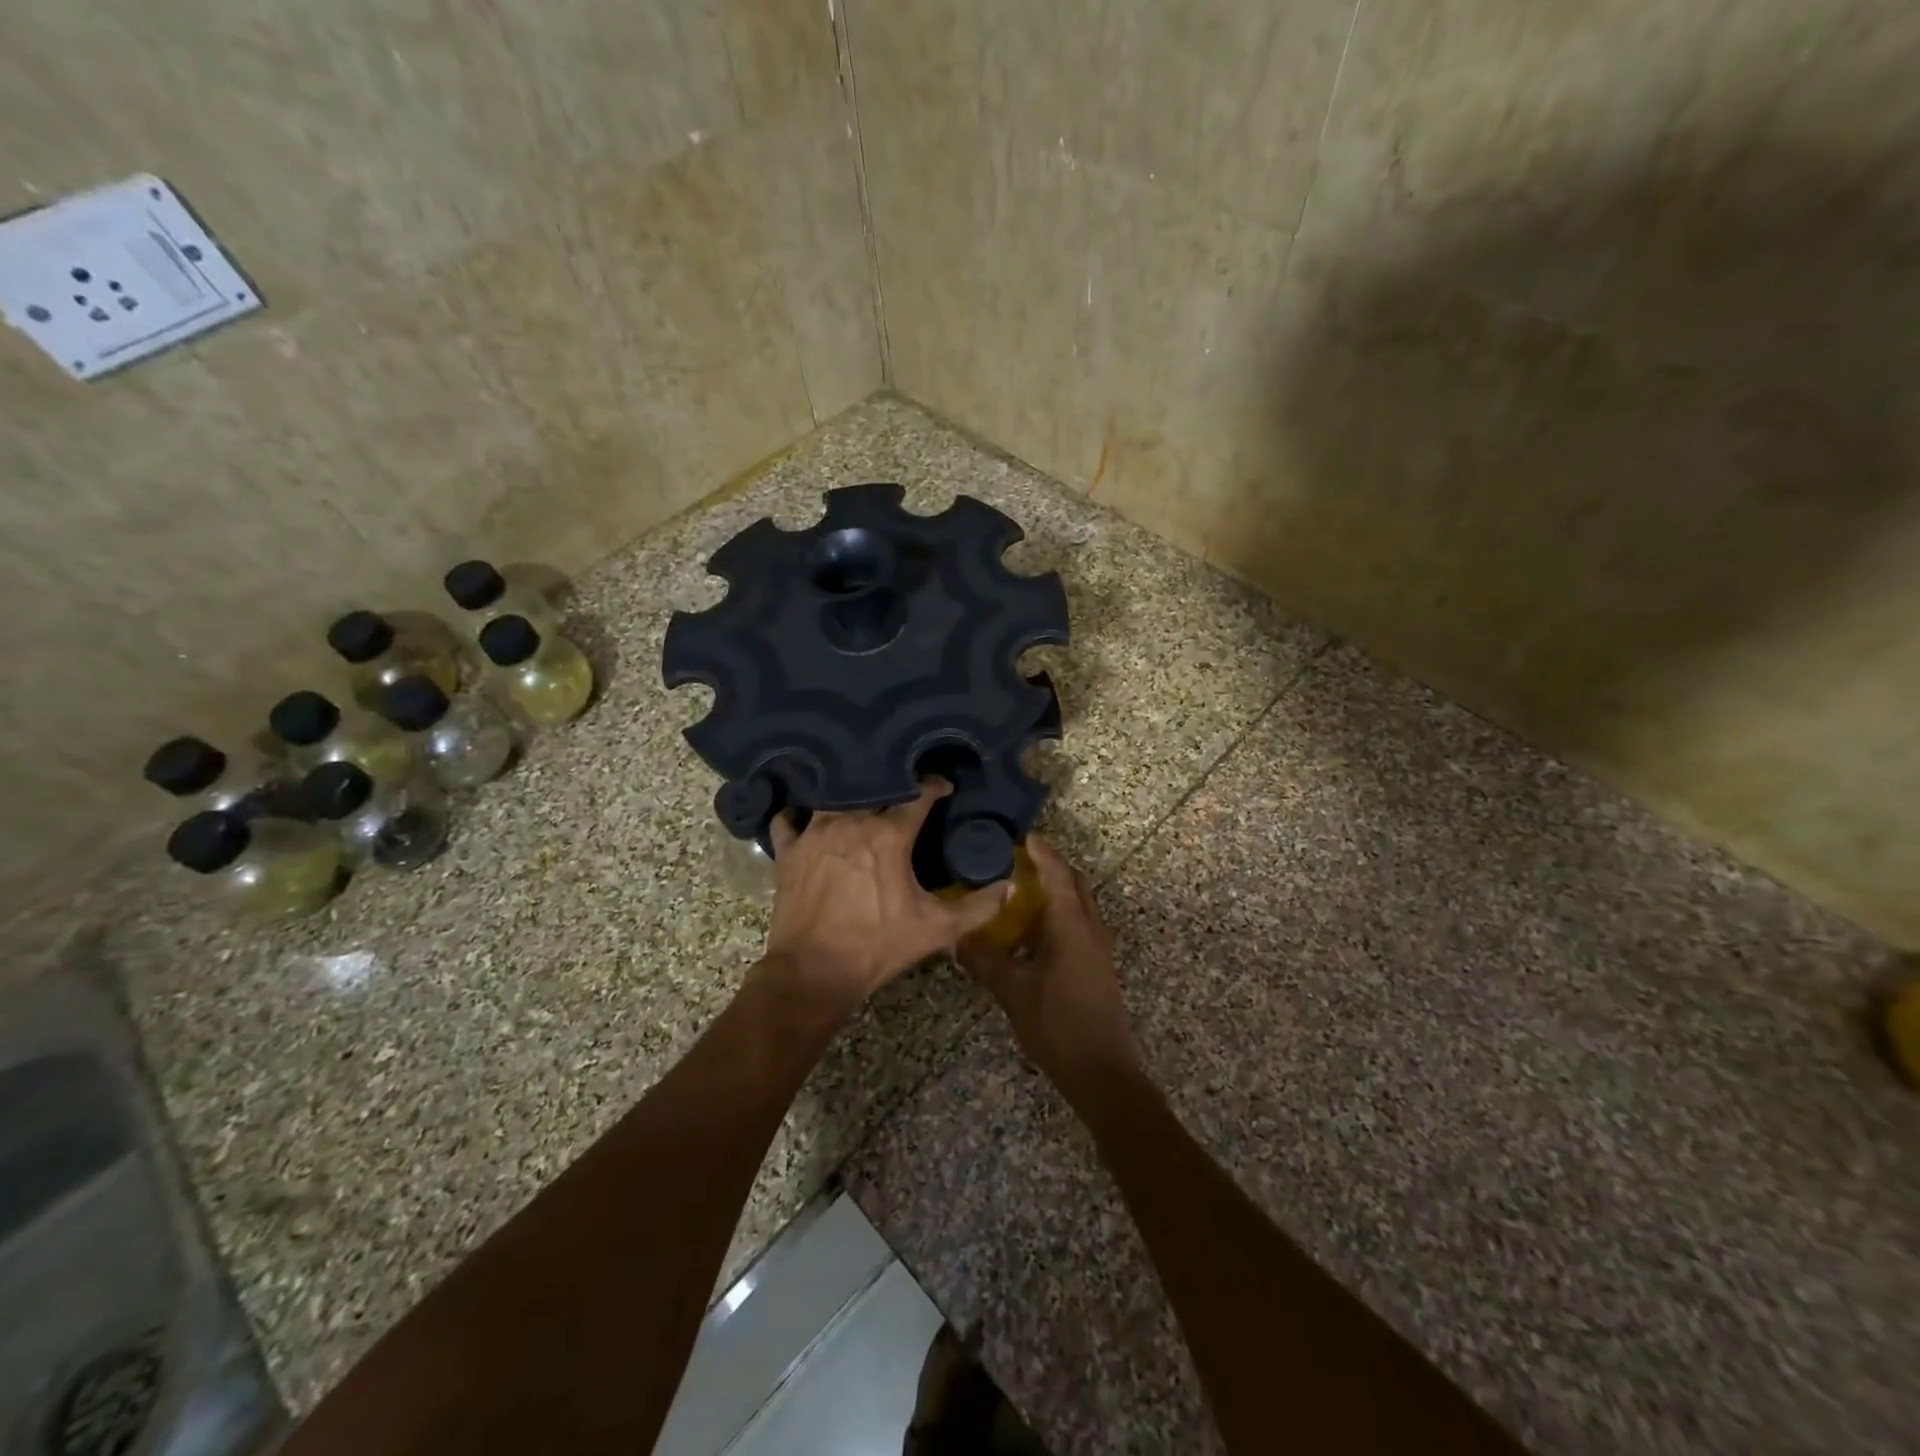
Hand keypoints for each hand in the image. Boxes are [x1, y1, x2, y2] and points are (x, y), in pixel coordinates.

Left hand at [761, 781, 1011, 1015]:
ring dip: (847, 795)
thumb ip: (978, 907)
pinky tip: (804, 817)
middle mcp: (851, 822)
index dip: (935, 787)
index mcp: (889, 835)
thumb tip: (1010, 887)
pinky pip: (788, 820)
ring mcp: (814, 833)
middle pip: (874, 788)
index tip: (943, 787)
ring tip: (858, 799)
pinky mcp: (788, 850)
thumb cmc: (878, 947)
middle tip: (902, 792)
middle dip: (891, 785)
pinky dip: (797, 815)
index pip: (918, 795)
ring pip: (832, 796)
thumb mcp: (937, 930)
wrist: (814, 973)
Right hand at [957, 834, 1142, 1098]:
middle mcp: (1090, 926)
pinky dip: (1057, 914)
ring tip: (1018, 890)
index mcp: (1072, 923)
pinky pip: (1078, 924)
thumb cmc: (1058, 1024)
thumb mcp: (1013, 991)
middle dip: (1049, 865)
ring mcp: (1098, 946)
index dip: (1040, 850)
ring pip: (1078, 903)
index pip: (1057, 871)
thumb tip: (956, 938)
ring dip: (1054, 890)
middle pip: (1074, 882)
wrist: (1102, 1072)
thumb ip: (984, 961)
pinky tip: (1030, 932)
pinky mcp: (1097, 964)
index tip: (1019, 834)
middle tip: (1015, 860)